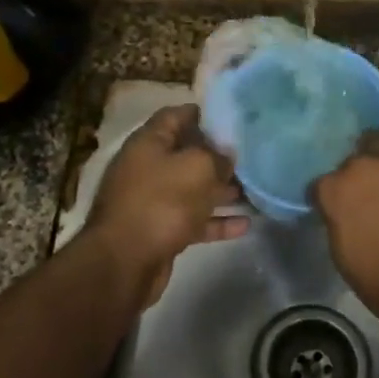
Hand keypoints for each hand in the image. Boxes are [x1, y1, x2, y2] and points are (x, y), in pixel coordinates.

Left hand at [85, 104, 246, 306]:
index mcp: (149, 143)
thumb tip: (227, 154)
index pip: (176, 115)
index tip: (233, 119)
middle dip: (217, 156)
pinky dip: (216, 221)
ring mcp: (153, 201)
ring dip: (221, 190)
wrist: (124, 263)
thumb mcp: (197, 168)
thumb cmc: (161, 203)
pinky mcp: (160, 231)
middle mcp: (148, 167)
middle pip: (186, 154)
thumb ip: (217, 156)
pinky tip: (245, 225)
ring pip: (193, 189)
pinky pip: (193, 220)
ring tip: (254, 190)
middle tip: (250, 157)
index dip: (203, 114)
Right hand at [312, 108, 378, 324]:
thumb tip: (341, 211)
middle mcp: (358, 166)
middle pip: (351, 159)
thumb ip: (338, 220)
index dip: (328, 197)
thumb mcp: (343, 255)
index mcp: (332, 191)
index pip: (320, 184)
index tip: (336, 208)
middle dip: (357, 173)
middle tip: (369, 191)